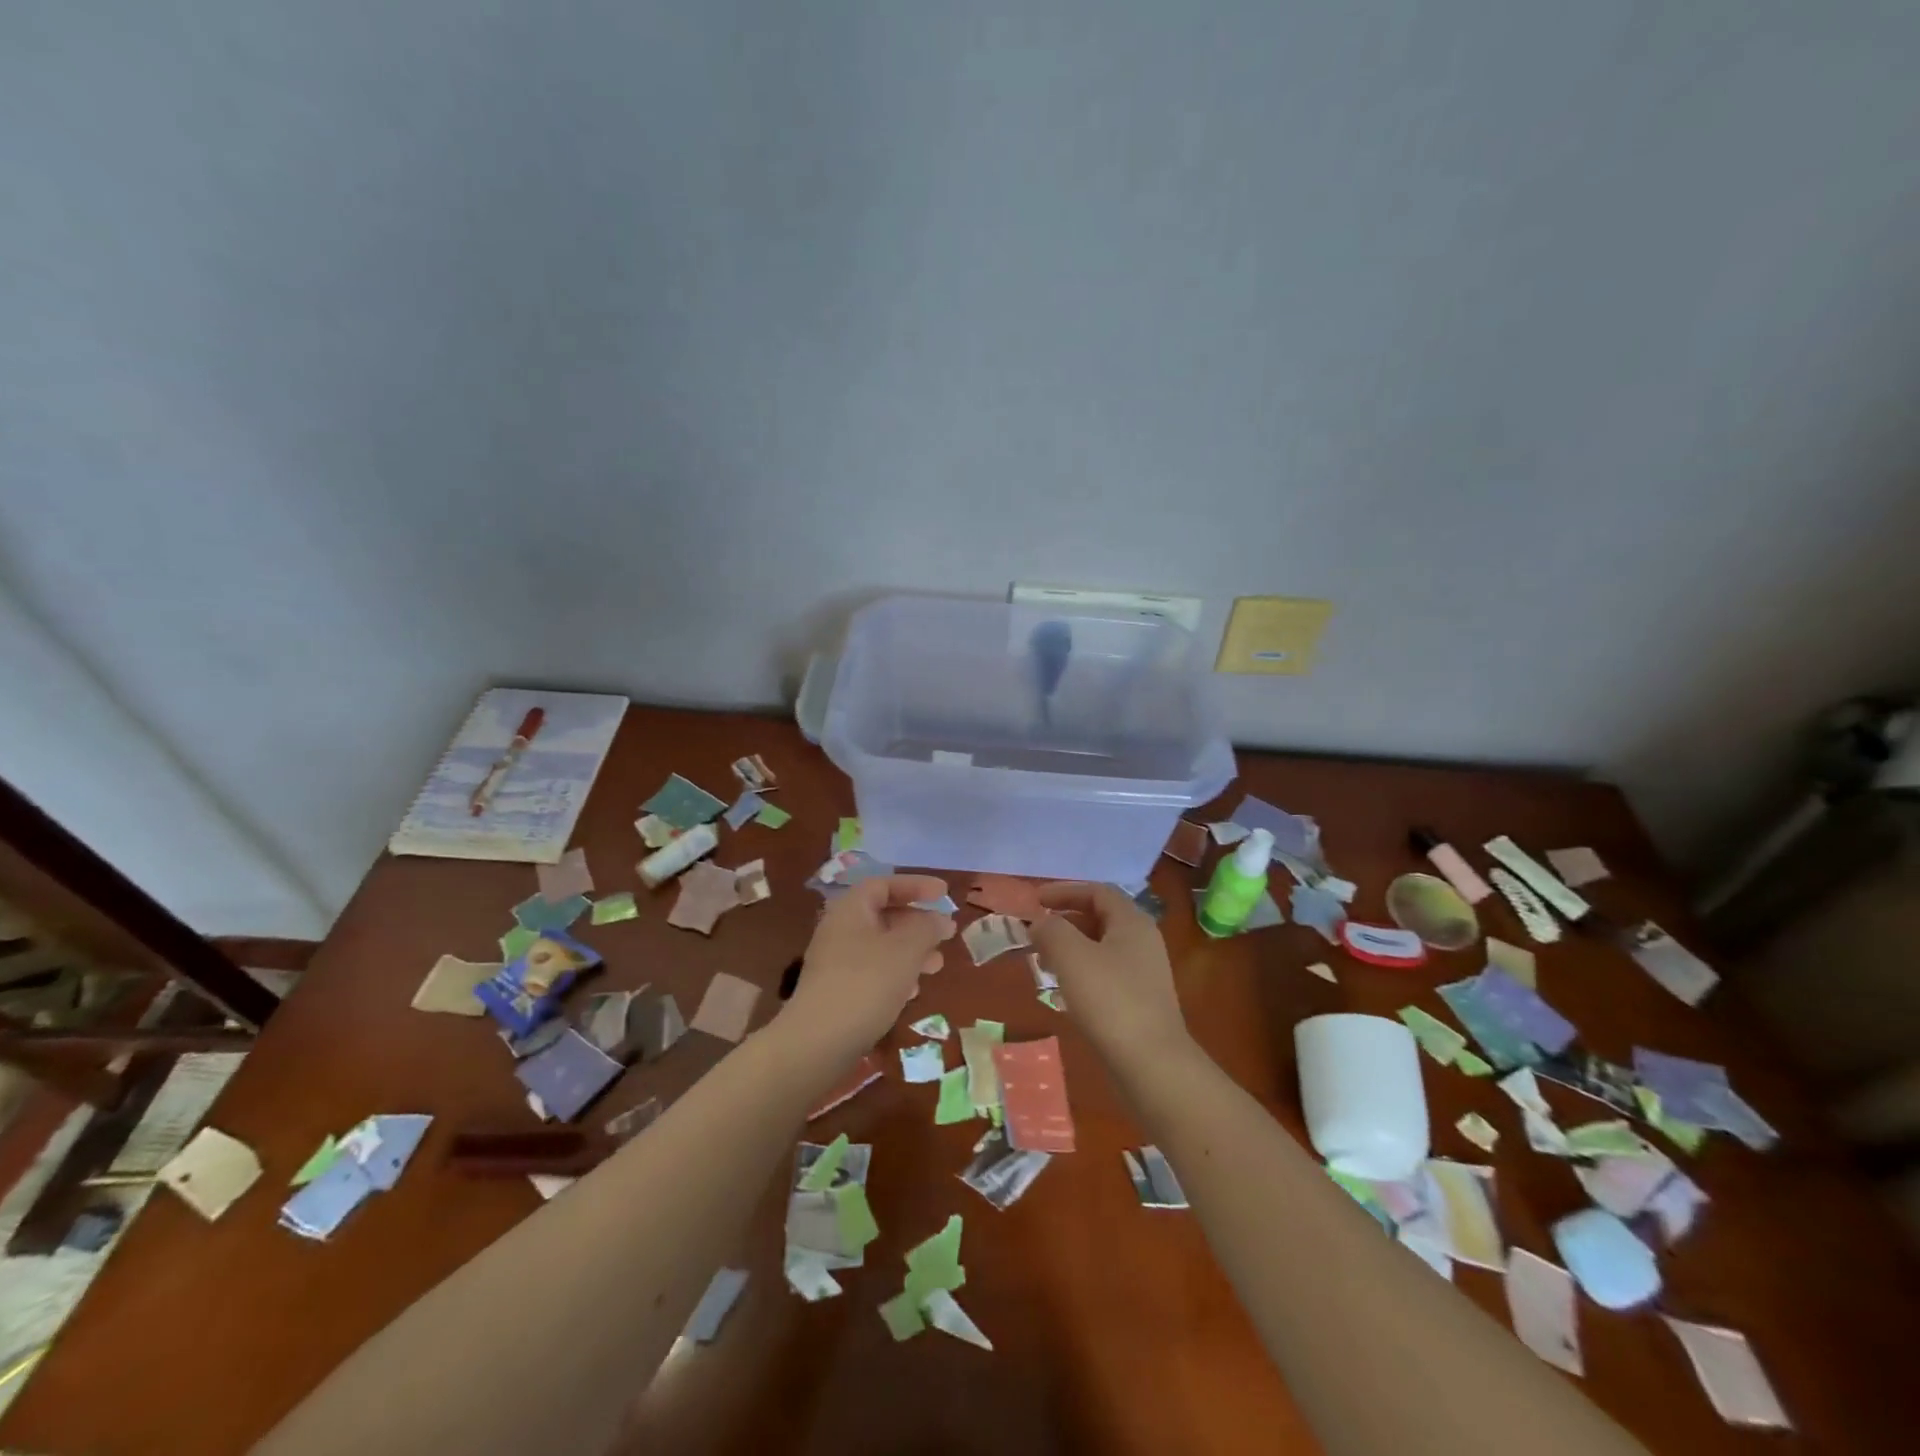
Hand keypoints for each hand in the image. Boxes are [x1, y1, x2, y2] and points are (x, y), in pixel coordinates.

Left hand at [779, 874, 954, 1066]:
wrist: (817, 1043)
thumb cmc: (866, 984)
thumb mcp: (905, 950)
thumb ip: (927, 928)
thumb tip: (941, 919)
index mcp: (851, 909)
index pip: (885, 884)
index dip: (916, 885)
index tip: (944, 893)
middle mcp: (840, 929)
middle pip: (883, 915)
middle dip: (918, 923)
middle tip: (946, 934)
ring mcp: (836, 961)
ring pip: (881, 946)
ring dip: (911, 951)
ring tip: (936, 966)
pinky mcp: (837, 990)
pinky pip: (872, 971)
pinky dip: (896, 974)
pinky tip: (911, 993)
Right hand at [1032, 882, 1190, 1065]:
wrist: (1152, 1065)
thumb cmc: (1110, 1000)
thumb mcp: (1072, 956)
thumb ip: (1051, 930)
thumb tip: (1040, 923)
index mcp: (1132, 922)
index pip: (1097, 891)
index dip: (1064, 891)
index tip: (1034, 901)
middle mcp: (1142, 941)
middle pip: (1099, 918)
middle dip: (1064, 921)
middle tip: (1035, 932)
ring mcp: (1143, 973)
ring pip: (1100, 948)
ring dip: (1070, 948)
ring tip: (1042, 961)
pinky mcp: (1139, 1002)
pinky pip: (1105, 974)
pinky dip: (1080, 972)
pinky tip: (1063, 991)